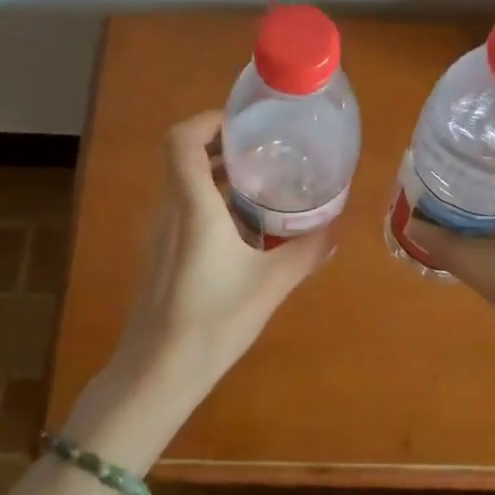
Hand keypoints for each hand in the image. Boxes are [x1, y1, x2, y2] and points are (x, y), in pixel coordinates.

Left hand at [101, 110, 335, 411]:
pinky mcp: (159, 255)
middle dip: (221, 146)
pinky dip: (209, 202)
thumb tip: (336, 229)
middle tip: (264, 152)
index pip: (181, 140)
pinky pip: (181, 210)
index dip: (208, 122)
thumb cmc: (213, 322)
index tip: (244, 127)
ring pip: (182, 184)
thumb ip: (306, 252)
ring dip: (216, 175)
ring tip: (260, 185)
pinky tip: (241, 229)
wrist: (157, 373)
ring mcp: (159, 234)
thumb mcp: (270, 286)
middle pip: (183, 158)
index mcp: (192, 207)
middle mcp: (169, 211)